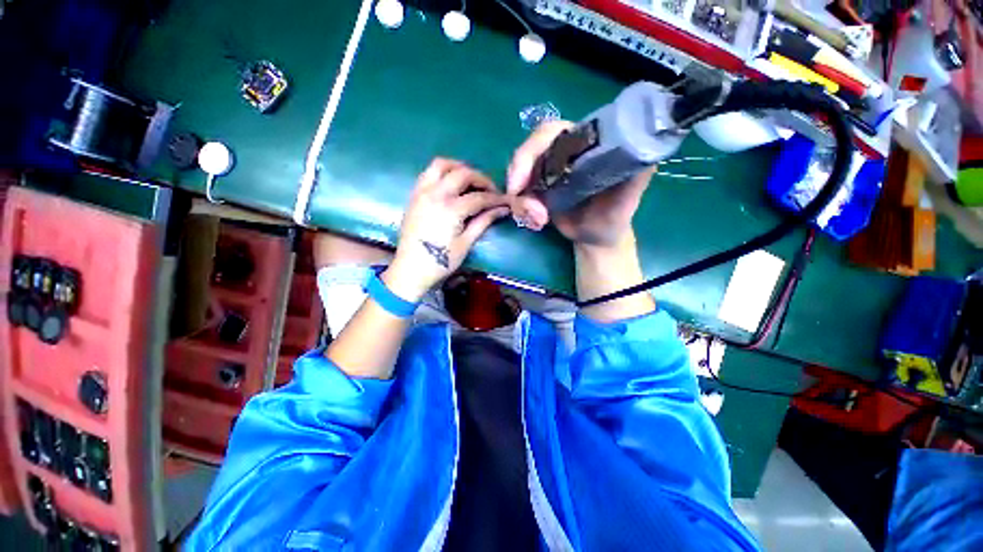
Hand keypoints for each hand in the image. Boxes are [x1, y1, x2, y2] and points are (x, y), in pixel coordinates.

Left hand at [385, 158, 510, 301]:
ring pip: (442, 164)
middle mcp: (436, 194)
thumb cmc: (440, 261)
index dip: (495, 198)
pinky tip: (451, 184)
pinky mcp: (414, 194)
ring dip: (460, 168)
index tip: (506, 201)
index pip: (479, 197)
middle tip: (491, 190)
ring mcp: (422, 192)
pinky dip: (443, 172)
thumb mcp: (466, 243)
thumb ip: (483, 222)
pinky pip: (429, 172)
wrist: (411, 269)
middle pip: (463, 173)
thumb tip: (502, 209)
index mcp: (451, 209)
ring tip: (471, 181)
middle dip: (481, 179)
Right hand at [506, 120, 655, 249]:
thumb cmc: (613, 217)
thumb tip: (645, 149)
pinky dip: (520, 208)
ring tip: (538, 221)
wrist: (595, 238)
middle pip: (528, 150)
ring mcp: (546, 172)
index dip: (532, 149)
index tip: (523, 178)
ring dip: (521, 200)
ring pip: (518, 174)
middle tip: (519, 200)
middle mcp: (562, 153)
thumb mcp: (627, 198)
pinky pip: (517, 193)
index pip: (552, 131)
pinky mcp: (536, 190)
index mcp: (583, 145)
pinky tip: (535, 223)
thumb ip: (636, 174)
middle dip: (518, 174)